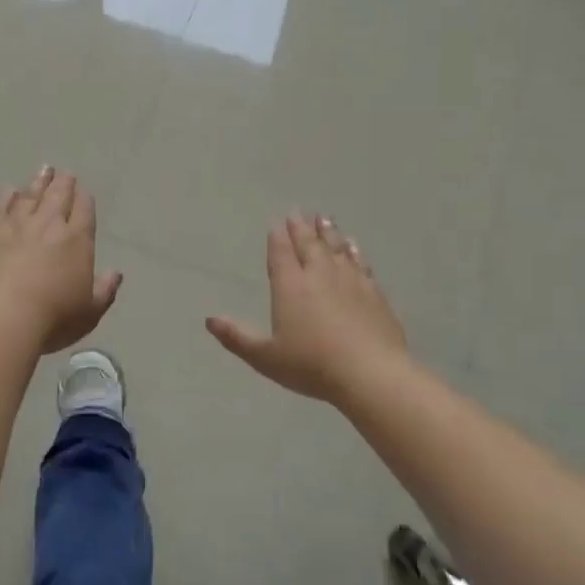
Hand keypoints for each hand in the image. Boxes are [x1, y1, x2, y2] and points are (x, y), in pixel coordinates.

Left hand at [0, 166, 121, 353]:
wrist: (1, 315)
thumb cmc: (52, 317)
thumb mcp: (89, 311)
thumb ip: (105, 290)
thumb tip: (116, 273)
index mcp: (77, 239)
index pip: (84, 210)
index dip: (84, 199)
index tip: (84, 191)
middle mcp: (49, 223)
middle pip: (58, 195)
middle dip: (64, 183)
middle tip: (64, 173)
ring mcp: (17, 223)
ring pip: (30, 194)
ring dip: (38, 182)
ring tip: (44, 171)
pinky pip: (0, 205)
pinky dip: (6, 195)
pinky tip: (9, 190)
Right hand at [207, 214, 408, 404]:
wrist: (370, 374)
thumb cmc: (311, 366)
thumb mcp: (265, 357)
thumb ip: (237, 337)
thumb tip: (209, 320)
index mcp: (290, 286)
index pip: (282, 253)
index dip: (278, 236)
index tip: (277, 220)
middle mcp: (319, 275)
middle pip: (309, 244)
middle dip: (302, 227)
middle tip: (299, 211)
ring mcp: (350, 281)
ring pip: (337, 249)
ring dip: (329, 233)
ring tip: (324, 219)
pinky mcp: (374, 293)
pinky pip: (361, 264)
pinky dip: (355, 252)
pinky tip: (354, 247)